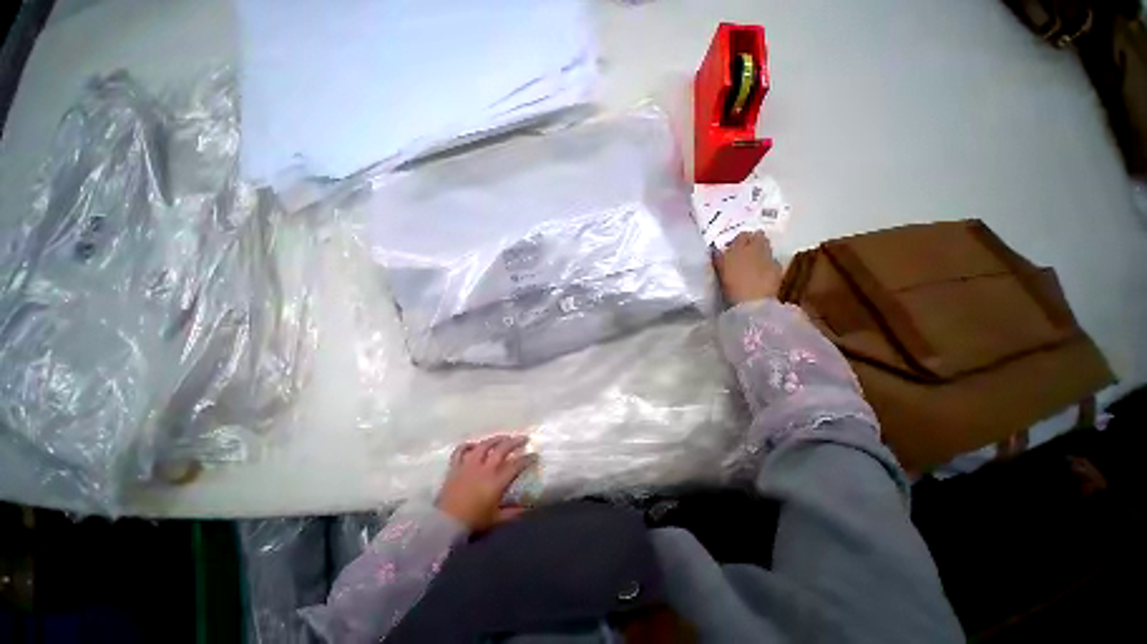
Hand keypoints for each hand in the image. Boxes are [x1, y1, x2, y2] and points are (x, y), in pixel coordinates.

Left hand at [436, 435, 537, 531]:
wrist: (443, 525)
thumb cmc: (472, 523)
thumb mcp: (496, 520)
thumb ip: (512, 513)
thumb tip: (528, 508)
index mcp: (496, 481)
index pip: (516, 465)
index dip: (527, 459)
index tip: (535, 455)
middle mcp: (484, 468)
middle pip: (502, 448)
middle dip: (515, 442)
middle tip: (524, 438)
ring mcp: (468, 465)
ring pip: (484, 445)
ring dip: (496, 438)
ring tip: (504, 437)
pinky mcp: (455, 467)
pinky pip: (461, 450)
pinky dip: (468, 446)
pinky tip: (474, 445)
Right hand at [713, 231, 783, 304]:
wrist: (753, 302)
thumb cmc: (731, 285)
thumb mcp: (720, 270)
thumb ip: (718, 258)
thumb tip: (716, 250)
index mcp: (740, 246)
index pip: (742, 235)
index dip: (738, 240)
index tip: (732, 248)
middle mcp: (757, 247)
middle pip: (758, 237)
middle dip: (753, 241)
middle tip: (745, 251)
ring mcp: (770, 257)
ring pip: (767, 247)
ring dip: (761, 251)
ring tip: (752, 262)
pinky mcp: (778, 269)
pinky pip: (772, 261)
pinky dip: (768, 264)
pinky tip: (761, 273)